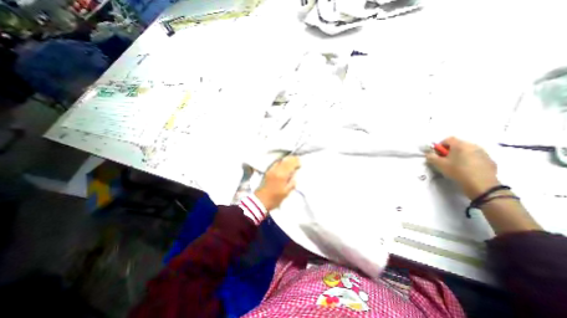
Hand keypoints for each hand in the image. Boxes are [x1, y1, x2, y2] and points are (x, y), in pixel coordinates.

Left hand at [256, 155, 300, 211]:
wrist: (261, 200)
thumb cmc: (275, 198)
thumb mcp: (286, 192)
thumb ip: (292, 183)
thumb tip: (294, 176)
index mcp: (282, 175)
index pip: (290, 165)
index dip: (296, 162)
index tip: (300, 162)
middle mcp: (276, 170)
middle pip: (285, 161)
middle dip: (292, 159)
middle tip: (297, 159)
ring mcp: (271, 170)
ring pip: (280, 161)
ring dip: (287, 159)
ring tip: (292, 160)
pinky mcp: (268, 171)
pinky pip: (276, 163)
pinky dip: (281, 161)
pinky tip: (283, 163)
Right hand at [425, 135, 499, 197]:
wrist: (481, 184)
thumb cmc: (457, 171)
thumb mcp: (439, 164)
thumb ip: (431, 157)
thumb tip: (429, 154)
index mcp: (460, 145)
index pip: (448, 139)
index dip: (440, 146)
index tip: (438, 154)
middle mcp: (473, 146)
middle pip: (458, 144)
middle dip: (450, 150)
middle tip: (446, 160)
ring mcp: (483, 153)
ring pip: (468, 150)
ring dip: (461, 155)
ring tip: (457, 165)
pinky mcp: (490, 160)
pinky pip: (476, 157)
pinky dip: (470, 160)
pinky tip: (467, 169)